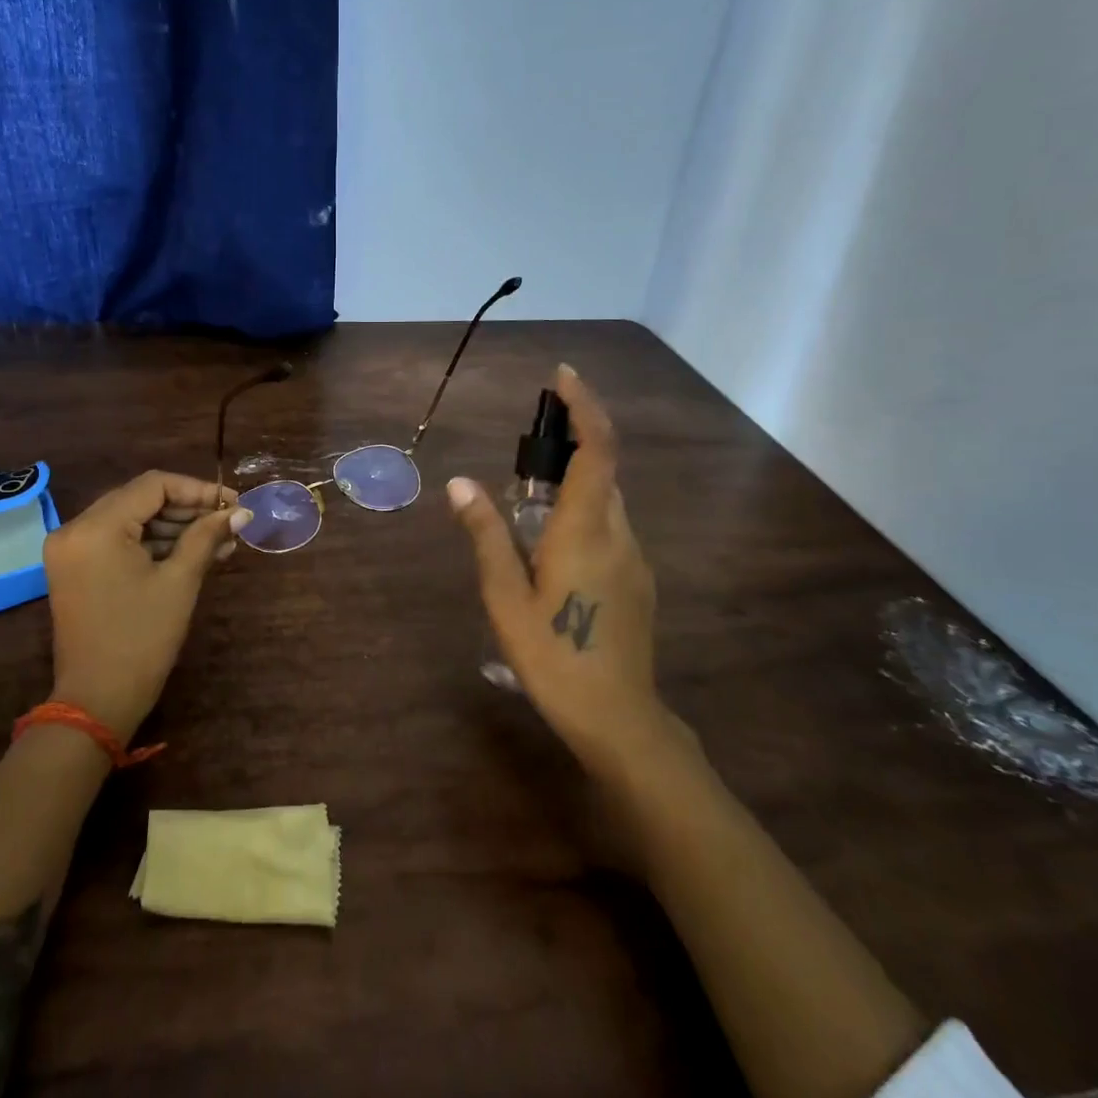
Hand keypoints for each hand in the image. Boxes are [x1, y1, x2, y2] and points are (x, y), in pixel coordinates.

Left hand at [42, 471, 251, 742]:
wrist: (97, 701)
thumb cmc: (142, 639)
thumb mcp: (180, 582)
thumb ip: (207, 537)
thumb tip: (240, 511)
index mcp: (96, 527)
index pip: (153, 485)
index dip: (197, 490)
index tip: (232, 504)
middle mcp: (75, 529)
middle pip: (140, 499)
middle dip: (188, 508)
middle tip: (229, 522)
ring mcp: (71, 550)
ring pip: (131, 519)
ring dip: (173, 527)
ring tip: (219, 542)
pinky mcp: (75, 569)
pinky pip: (118, 541)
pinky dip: (152, 544)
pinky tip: (191, 553)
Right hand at [448, 366, 689, 780]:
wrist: (619, 720)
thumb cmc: (553, 657)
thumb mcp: (505, 596)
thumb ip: (485, 535)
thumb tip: (459, 483)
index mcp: (587, 530)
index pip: (597, 449)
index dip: (584, 406)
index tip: (562, 377)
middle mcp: (619, 534)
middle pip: (603, 471)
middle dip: (569, 447)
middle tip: (524, 457)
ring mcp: (635, 560)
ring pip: (607, 503)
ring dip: (574, 486)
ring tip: (527, 511)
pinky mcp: (638, 582)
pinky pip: (610, 529)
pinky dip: (583, 516)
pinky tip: (552, 554)